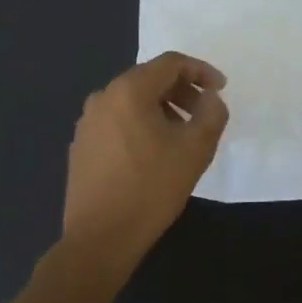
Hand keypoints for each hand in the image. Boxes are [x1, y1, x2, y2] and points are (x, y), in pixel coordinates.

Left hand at [61, 52, 227, 279]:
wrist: (100, 239)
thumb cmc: (151, 188)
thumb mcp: (196, 149)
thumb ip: (211, 113)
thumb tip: (210, 98)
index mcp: (129, 90)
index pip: (171, 63)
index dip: (201, 70)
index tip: (221, 89)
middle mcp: (103, 97)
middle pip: (149, 79)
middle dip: (182, 90)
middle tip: (203, 113)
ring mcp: (87, 122)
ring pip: (132, 101)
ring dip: (162, 109)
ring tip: (181, 135)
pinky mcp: (81, 145)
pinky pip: (117, 121)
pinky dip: (140, 124)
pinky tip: (153, 153)